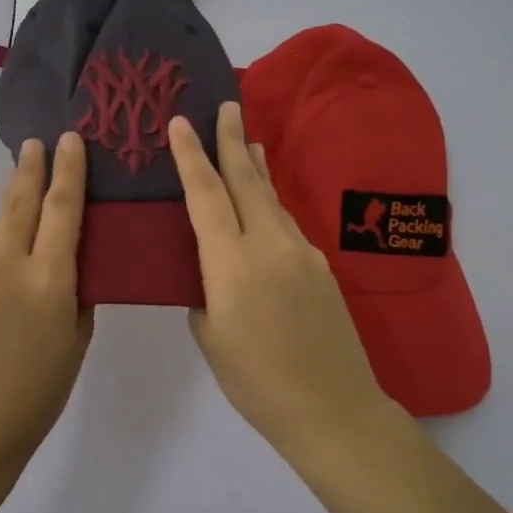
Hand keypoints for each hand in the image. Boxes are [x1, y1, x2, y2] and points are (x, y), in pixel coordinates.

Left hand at [0, 132, 94, 475]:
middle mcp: (8, 266)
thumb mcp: (75, 344)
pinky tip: (2, 274)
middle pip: (20, 203)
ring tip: (25, 201)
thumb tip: (70, 268)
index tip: (69, 140)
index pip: (63, 210)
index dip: (69, 171)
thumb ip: (75, 297)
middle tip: (36, 143)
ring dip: (13, 211)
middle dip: (30, 168)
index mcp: (49, 281)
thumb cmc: (36, 396)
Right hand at [169, 101, 393, 452]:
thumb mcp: (210, 336)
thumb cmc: (256, 380)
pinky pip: (287, 222)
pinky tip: (265, 203)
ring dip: (255, 167)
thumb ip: (204, 291)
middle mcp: (268, 244)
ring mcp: (301, 251)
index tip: (181, 121)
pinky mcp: (321, 266)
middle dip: (232, 139)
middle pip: (245, 180)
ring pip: (271, 197)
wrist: (332, 406)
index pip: (206, 194)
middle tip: (225, 105)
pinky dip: (271, 202)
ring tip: (248, 141)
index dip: (190, 155)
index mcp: (231, 262)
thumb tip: (210, 269)